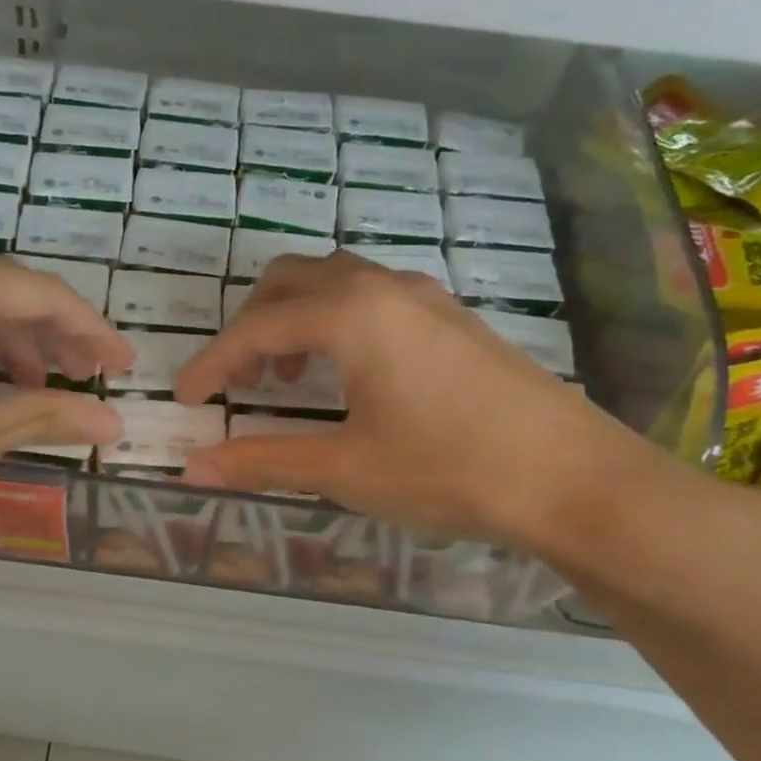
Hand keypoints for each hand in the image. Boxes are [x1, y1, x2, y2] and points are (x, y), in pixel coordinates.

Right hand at [175, 252, 663, 548]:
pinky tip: (351, 375)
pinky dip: (337, 323)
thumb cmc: (449, 469)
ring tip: (290, 376)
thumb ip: (263, 460)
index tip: (186, 398)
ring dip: (296, 318)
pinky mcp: (453, 319)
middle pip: (290, 281)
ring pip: (335, 282)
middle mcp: (383, 287)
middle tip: (239, 378)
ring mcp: (425, 297)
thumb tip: (192, 466)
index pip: (256, 328)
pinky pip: (373, 298)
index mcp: (350, 313)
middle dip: (251, 325)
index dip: (212, 363)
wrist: (574, 479)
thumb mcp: (345, 468)